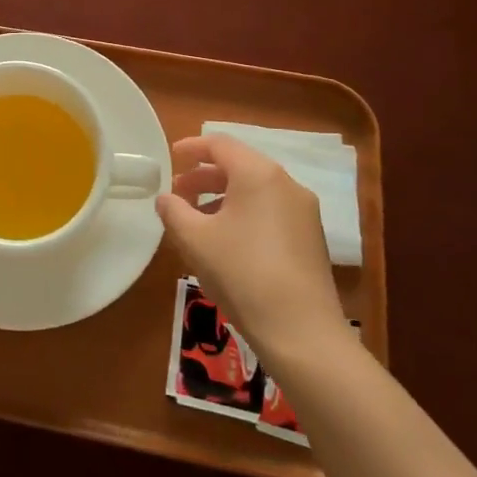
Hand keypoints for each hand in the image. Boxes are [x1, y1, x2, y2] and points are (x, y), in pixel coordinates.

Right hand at [155, 134, 351, 359]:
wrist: (302, 332)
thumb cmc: (242, 273)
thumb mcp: (195, 239)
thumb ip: (174, 211)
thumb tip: (165, 198)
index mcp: (259, 174)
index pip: (220, 145)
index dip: (192, 148)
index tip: (171, 157)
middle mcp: (286, 184)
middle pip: (239, 166)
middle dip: (205, 176)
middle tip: (178, 194)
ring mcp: (304, 212)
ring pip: (256, 190)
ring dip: (223, 197)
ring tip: (197, 221)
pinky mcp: (311, 238)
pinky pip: (271, 211)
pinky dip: (244, 214)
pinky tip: (227, 242)